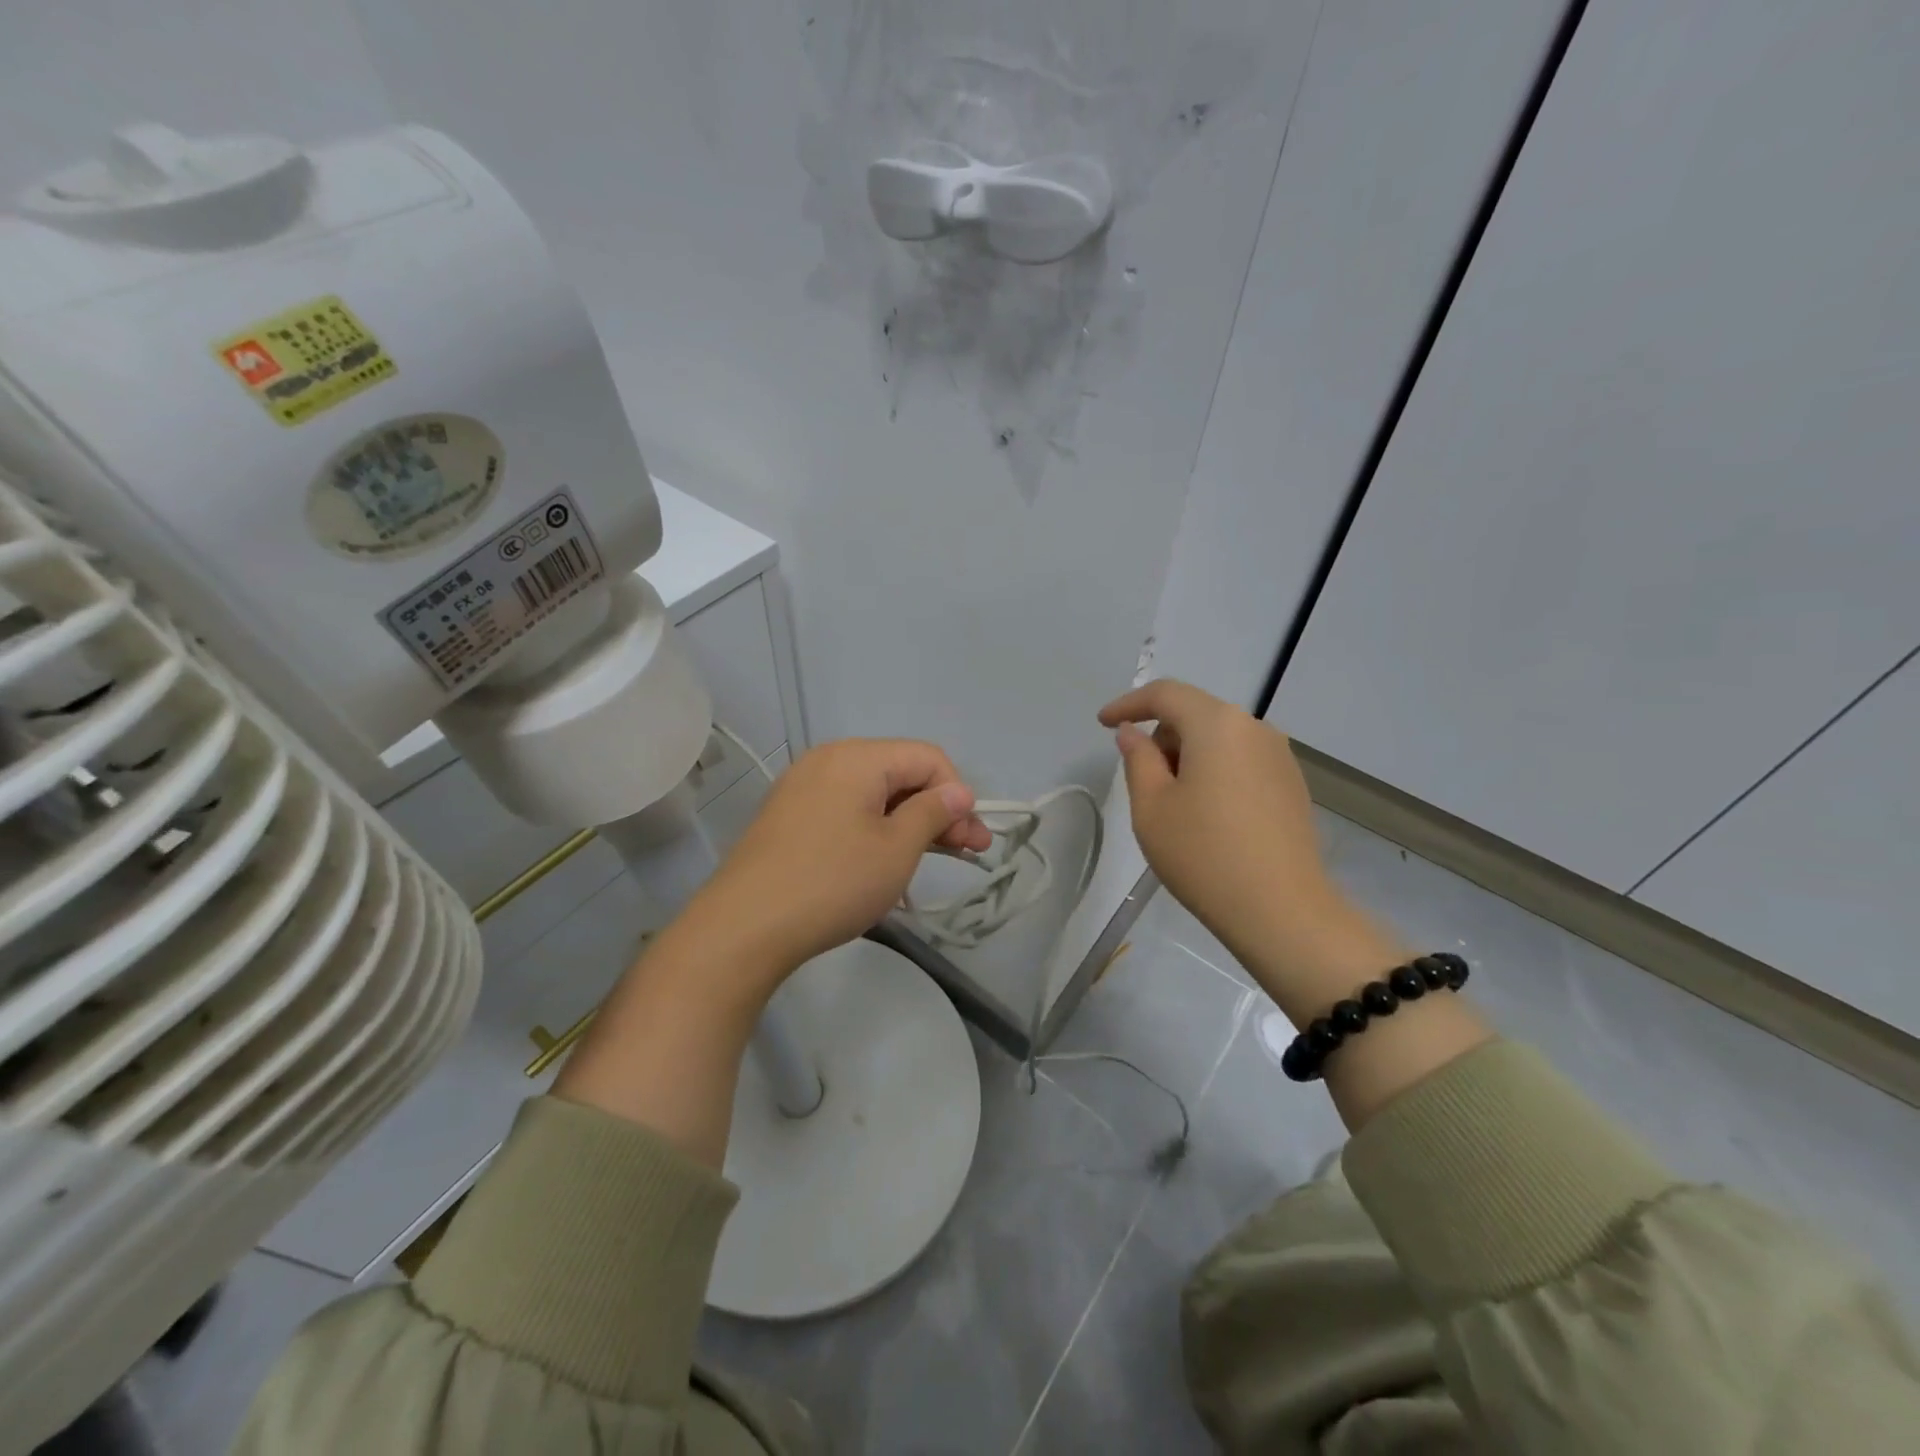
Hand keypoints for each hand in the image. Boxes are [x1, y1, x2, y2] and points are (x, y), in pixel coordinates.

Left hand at [685, 738, 991, 988]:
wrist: (743, 928)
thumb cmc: (832, 882)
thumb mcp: (897, 849)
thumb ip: (933, 813)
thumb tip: (958, 792)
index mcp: (857, 756)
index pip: (927, 758)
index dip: (957, 794)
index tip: (971, 839)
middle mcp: (828, 760)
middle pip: (900, 773)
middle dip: (938, 810)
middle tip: (968, 853)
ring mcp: (803, 788)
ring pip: (874, 795)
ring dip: (909, 823)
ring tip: (932, 860)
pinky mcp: (789, 817)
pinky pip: (846, 811)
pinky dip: (875, 830)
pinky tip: (886, 862)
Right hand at [1099, 680, 1402, 1019]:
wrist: (1281, 911)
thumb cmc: (1203, 854)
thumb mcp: (1151, 806)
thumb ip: (1138, 759)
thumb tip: (1133, 734)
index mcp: (1217, 724)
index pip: (1166, 694)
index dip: (1129, 704)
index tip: (1103, 724)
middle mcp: (1254, 728)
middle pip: (1195, 714)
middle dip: (1161, 735)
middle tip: (1140, 779)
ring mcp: (1280, 756)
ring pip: (1220, 738)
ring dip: (1188, 755)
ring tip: (1173, 803)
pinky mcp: (1292, 785)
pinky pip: (1242, 761)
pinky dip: (1215, 771)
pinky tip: (1208, 814)